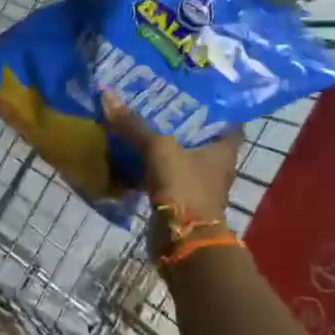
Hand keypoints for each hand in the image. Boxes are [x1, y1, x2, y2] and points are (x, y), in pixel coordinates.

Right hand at [104, 96, 241, 227]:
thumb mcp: (158, 149)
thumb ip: (134, 125)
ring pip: (180, 160)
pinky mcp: (180, 203)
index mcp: (223, 151)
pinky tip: (130, 158)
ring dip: (164, 148)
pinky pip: (164, 179)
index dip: (215, 108)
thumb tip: (107, 93)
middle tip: (158, 105)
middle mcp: (215, 168)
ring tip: (139, 126)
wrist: (183, 240)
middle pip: (200, 140)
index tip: (194, 94)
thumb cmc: (184, 187)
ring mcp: (198, 187)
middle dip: (181, 125)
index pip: (228, 123)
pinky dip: (150, 170)